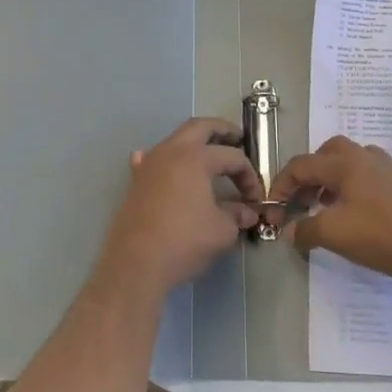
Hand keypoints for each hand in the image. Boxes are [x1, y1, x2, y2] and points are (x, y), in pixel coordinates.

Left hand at [97, 117, 262, 298]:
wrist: (136, 264)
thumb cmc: (184, 241)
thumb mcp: (221, 230)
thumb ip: (237, 215)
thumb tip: (248, 212)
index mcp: (196, 157)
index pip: (232, 157)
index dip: (249, 176)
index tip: (255, 199)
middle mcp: (171, 151)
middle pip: (200, 127)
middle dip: (222, 130)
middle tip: (238, 137)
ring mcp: (149, 163)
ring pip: (176, 139)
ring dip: (196, 142)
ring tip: (211, 154)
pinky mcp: (136, 181)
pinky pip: (153, 158)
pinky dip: (167, 158)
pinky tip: (169, 167)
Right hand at [271, 135, 391, 285]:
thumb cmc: (381, 234)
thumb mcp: (334, 234)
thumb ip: (306, 230)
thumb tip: (290, 232)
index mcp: (344, 165)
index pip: (302, 165)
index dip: (282, 185)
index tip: (275, 209)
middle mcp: (368, 160)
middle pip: (331, 151)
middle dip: (313, 171)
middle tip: (305, 198)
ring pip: (362, 159)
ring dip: (344, 175)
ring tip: (337, 201)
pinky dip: (380, 185)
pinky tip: (380, 201)